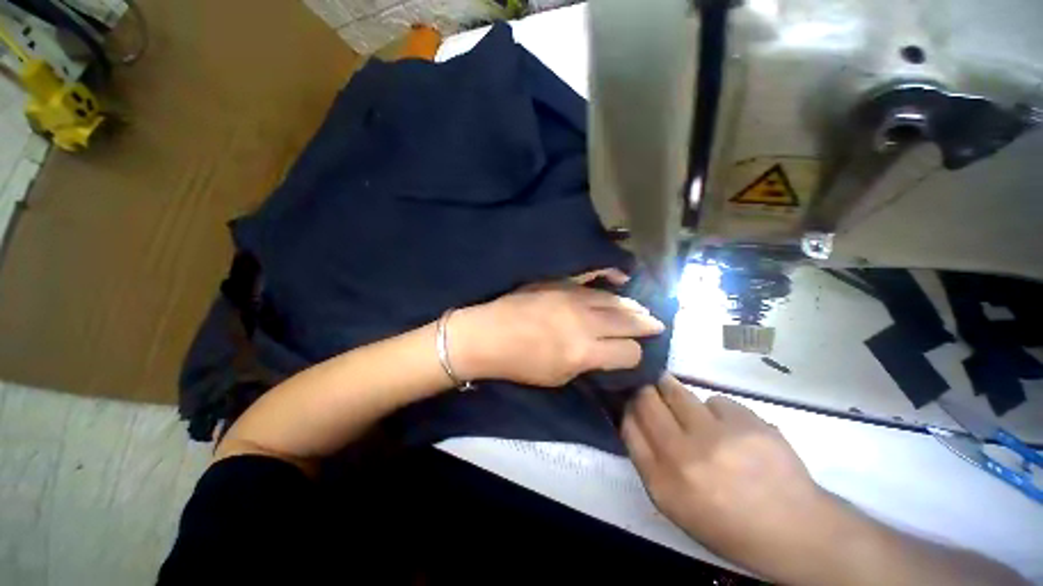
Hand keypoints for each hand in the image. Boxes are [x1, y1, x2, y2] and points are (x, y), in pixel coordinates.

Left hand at [450, 269, 664, 386]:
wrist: (488, 334)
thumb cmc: (520, 364)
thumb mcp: (558, 377)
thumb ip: (587, 363)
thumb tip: (605, 352)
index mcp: (584, 351)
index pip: (628, 351)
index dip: (635, 355)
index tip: (632, 355)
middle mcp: (585, 321)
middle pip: (628, 320)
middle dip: (646, 324)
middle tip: (657, 324)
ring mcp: (572, 297)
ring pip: (614, 299)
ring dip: (632, 305)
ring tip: (642, 309)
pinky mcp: (560, 284)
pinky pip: (592, 281)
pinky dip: (611, 283)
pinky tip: (621, 281)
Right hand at [622, 376, 844, 582]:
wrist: (795, 531)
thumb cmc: (728, 523)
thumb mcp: (676, 505)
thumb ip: (649, 461)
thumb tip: (635, 418)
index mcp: (662, 483)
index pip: (629, 426)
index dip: (628, 408)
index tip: (631, 402)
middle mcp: (683, 456)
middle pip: (646, 401)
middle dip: (644, 391)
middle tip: (650, 389)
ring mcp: (717, 437)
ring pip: (676, 390)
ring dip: (671, 388)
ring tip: (680, 395)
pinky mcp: (746, 423)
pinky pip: (715, 400)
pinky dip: (715, 409)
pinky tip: (729, 427)